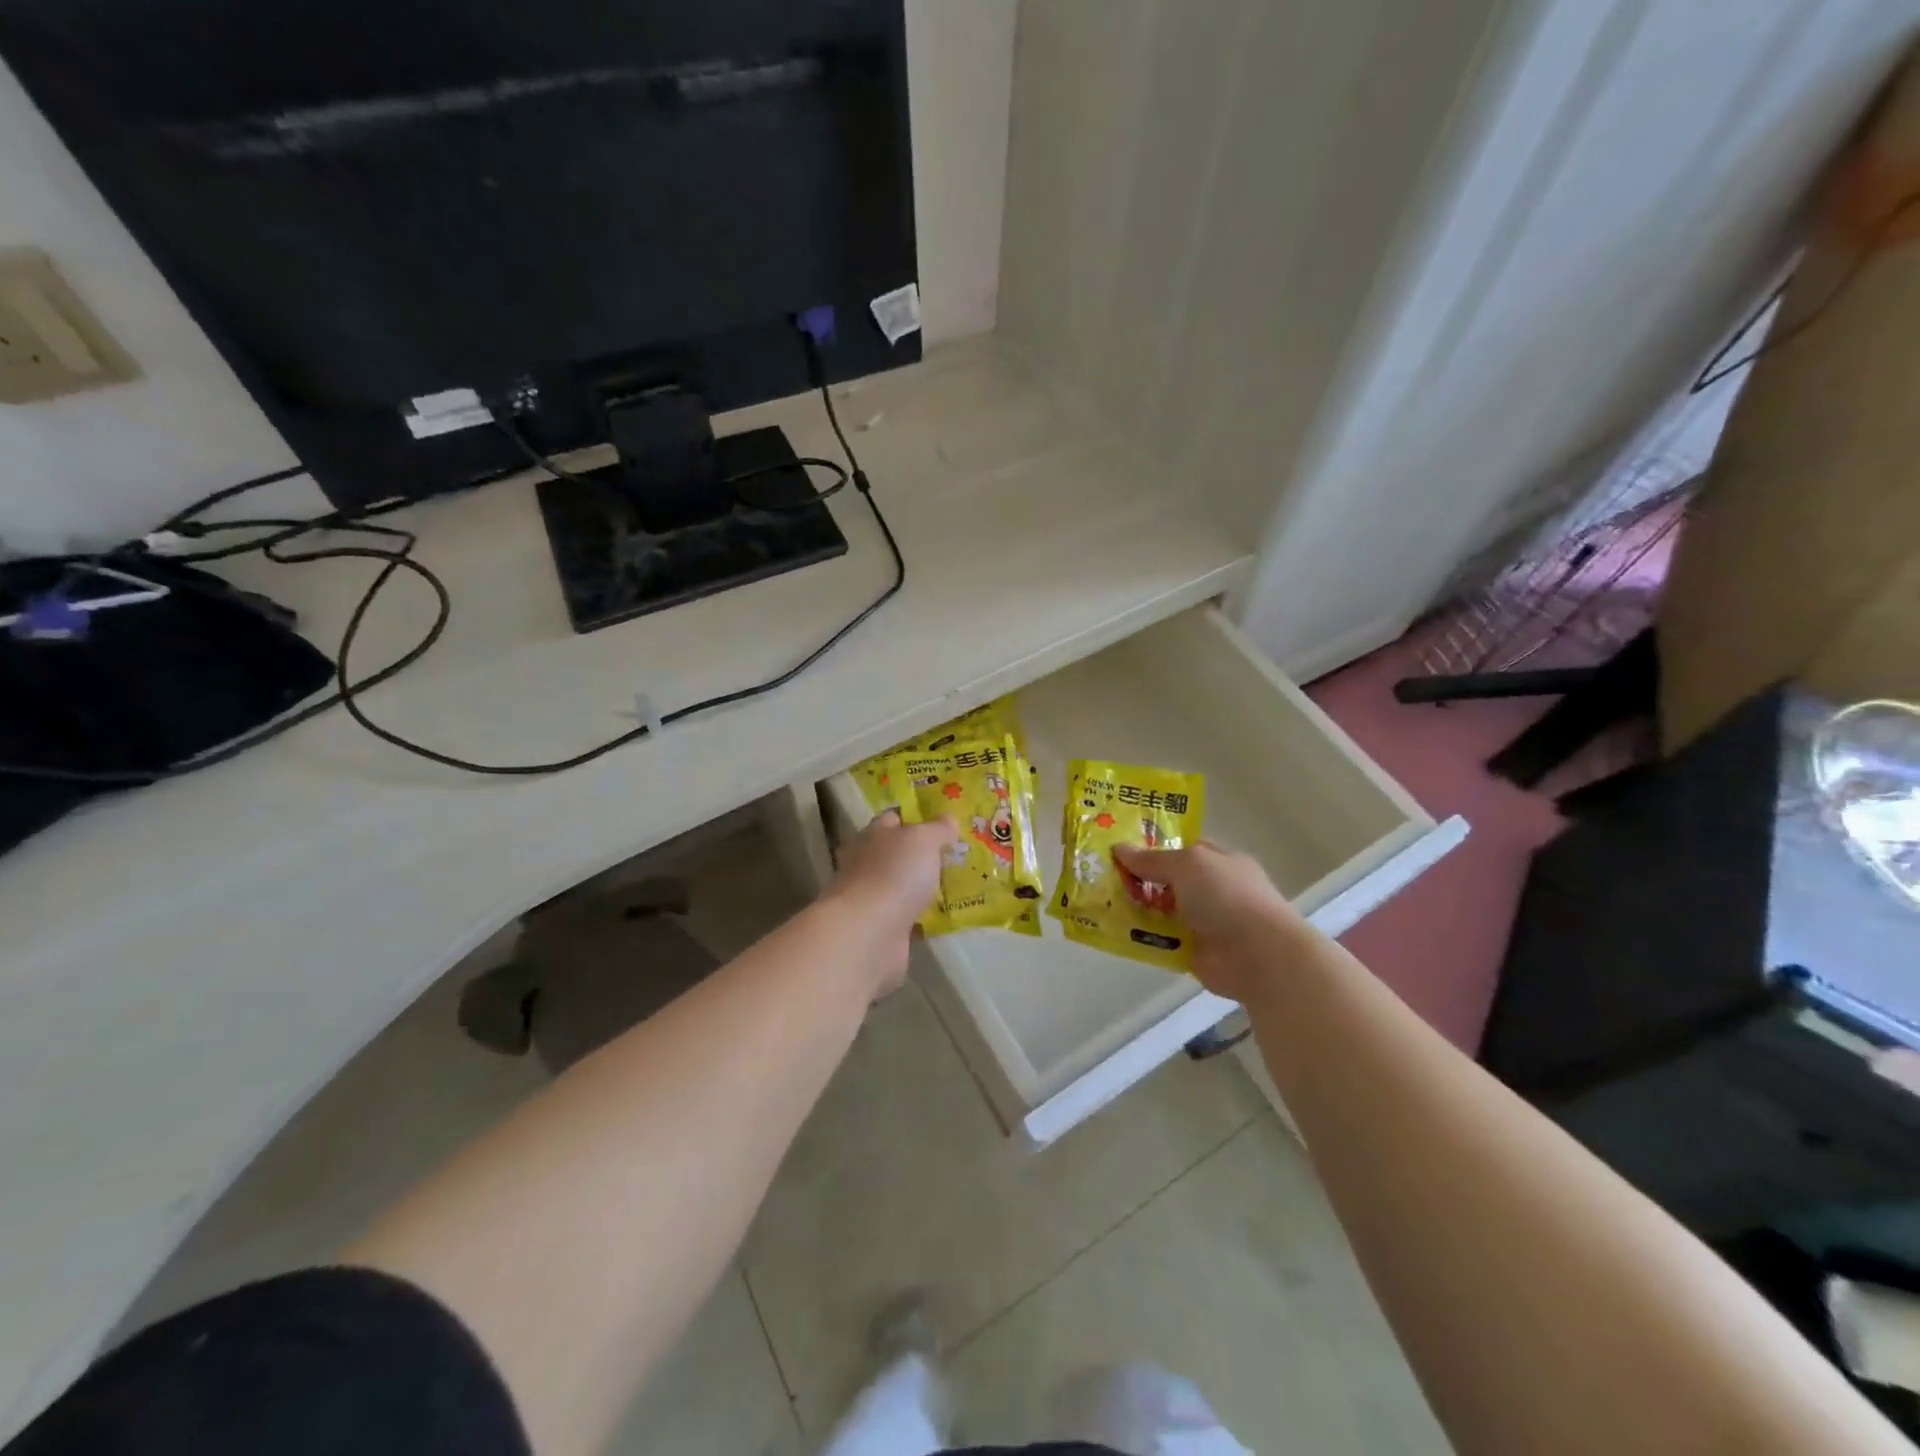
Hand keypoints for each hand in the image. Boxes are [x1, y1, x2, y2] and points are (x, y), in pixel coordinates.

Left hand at [827, 811, 956, 993]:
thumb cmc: (894, 874)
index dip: (916, 819)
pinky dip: (921, 916)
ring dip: (921, 887)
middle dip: (920, 856)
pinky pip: (906, 916)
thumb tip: (949, 819)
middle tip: (954, 856)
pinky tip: (944, 916)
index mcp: (871, 836)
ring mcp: (872, 898)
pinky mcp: (881, 927)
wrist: (870, 933)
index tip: (941, 825)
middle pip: (896, 854)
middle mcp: (866, 864)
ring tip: (955, 885)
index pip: (893, 820)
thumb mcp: (923, 839)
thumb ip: (938, 828)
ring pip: (901, 885)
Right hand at [1112, 841, 1308, 1002]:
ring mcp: (1203, 922)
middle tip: (1100, 877)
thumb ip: (1152, 859)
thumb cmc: (1227, 896)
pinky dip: (1142, 938)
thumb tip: (1119, 849)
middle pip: (1167, 881)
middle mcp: (1212, 890)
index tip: (1118, 851)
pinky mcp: (1193, 952)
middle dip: (1138, 879)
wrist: (1258, 955)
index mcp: (1219, 862)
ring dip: (1135, 909)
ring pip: (1161, 911)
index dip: (1152, 849)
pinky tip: (1114, 932)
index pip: (1182, 850)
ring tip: (1099, 903)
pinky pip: (1160, 941)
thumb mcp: (1187, 864)